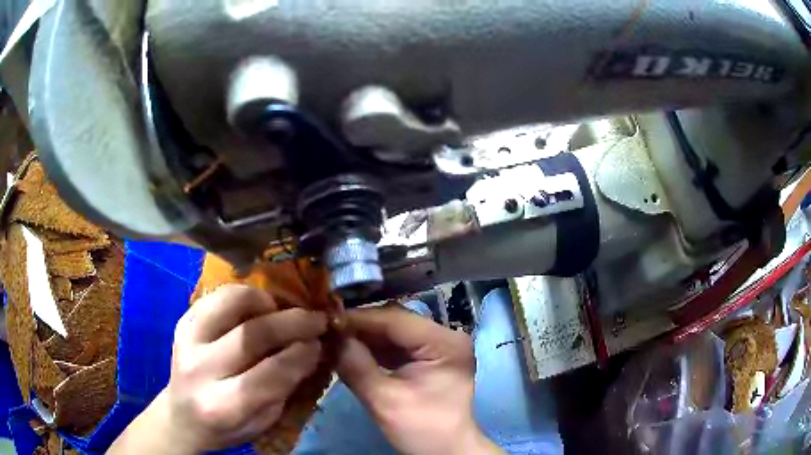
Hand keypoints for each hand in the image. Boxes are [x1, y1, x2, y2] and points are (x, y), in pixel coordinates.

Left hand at [109, 285, 326, 453]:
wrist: (182, 415)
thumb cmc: (228, 426)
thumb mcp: (262, 421)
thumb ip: (284, 388)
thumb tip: (311, 350)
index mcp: (223, 405)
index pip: (270, 374)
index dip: (301, 355)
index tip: (320, 344)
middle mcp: (200, 370)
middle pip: (251, 335)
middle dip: (292, 323)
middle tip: (315, 318)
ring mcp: (187, 340)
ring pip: (231, 303)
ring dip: (265, 301)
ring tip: (281, 308)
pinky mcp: (182, 321)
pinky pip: (216, 295)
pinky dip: (243, 294)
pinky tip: (257, 306)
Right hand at [337, 305, 500, 454]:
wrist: (446, 451)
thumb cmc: (422, 430)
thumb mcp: (384, 401)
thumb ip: (355, 366)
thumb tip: (330, 336)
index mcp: (445, 343)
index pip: (395, 319)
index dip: (358, 318)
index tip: (325, 320)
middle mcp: (446, 335)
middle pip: (395, 321)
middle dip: (360, 327)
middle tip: (326, 330)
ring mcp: (438, 345)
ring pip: (394, 331)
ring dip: (364, 336)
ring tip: (334, 339)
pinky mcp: (429, 357)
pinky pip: (397, 345)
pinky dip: (373, 347)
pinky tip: (351, 350)